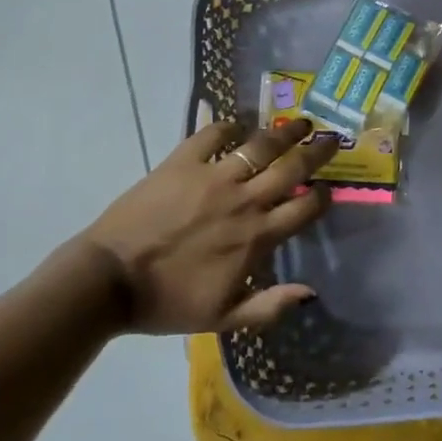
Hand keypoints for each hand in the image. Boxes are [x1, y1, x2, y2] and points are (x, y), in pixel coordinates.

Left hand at [80, 118, 339, 334]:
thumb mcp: (224, 318)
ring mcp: (212, 177)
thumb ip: (270, 306)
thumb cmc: (167, 302)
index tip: (327, 189)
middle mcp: (243, 201)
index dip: (321, 196)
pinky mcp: (180, 162)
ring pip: (259, 146)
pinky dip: (227, 126)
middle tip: (331, 138)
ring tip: (299, 122)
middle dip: (316, 152)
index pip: (303, 208)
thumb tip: (310, 292)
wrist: (110, 279)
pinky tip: (236, 124)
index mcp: (256, 237)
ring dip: (283, 132)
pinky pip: (211, 135)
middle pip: (291, 169)